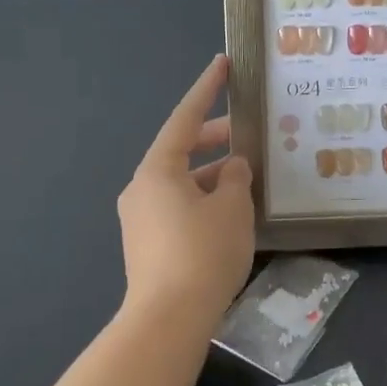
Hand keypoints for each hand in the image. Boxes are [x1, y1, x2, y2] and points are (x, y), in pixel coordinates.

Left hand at [117, 55, 254, 330]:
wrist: (167, 320)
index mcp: (158, 170)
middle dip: (214, 138)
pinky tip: (229, 212)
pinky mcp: (146, 243)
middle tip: (246, 132)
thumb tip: (231, 167)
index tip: (223, 65)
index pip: (185, 117)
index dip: (207, 89)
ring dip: (211, 174)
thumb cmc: (203, 252)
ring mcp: (140, 218)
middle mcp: (142, 188)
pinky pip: (177, 205)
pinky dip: (202, 198)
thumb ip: (236, 177)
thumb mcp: (232, 207)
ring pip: (181, 181)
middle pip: (181, 149)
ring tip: (246, 177)